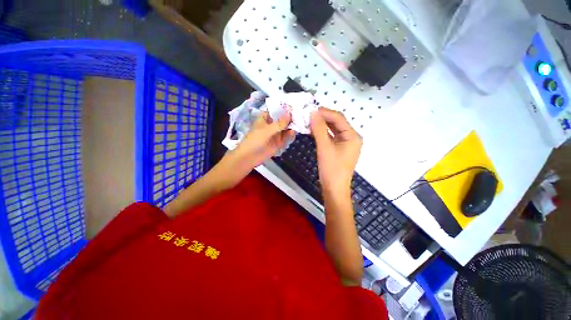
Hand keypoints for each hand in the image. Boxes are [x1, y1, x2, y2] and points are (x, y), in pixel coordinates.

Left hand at [224, 111, 294, 182]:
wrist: (249, 157)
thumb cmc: (255, 140)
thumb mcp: (266, 130)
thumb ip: (279, 123)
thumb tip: (290, 114)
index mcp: (265, 118)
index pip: (276, 110)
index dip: (284, 107)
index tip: (294, 104)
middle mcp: (271, 125)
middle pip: (282, 119)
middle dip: (290, 117)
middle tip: (301, 113)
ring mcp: (275, 134)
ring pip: (285, 128)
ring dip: (291, 126)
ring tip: (300, 122)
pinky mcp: (278, 142)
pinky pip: (286, 137)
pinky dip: (290, 135)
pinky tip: (294, 132)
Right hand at [310, 107, 361, 194]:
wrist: (334, 189)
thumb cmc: (331, 169)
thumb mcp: (324, 147)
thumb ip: (319, 129)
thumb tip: (313, 112)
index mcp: (352, 136)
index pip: (338, 118)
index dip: (325, 112)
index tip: (310, 109)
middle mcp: (351, 137)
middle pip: (337, 123)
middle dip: (323, 118)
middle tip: (308, 114)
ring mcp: (346, 144)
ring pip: (333, 130)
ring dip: (322, 125)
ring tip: (309, 121)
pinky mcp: (340, 149)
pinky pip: (331, 137)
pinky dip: (323, 133)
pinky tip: (314, 130)